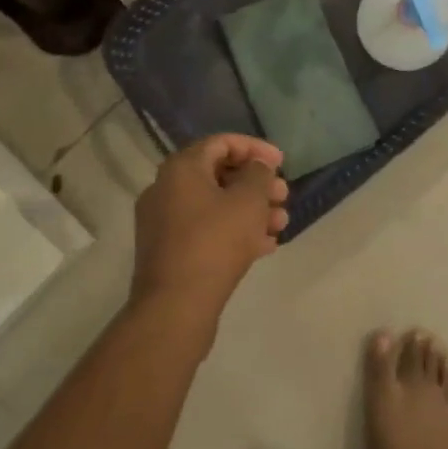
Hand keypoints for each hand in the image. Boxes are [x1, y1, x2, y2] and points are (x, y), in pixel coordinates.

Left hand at [133, 134, 288, 325]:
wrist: (176, 306)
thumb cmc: (215, 242)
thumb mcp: (248, 201)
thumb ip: (258, 174)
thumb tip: (257, 166)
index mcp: (181, 168)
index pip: (222, 143)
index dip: (255, 148)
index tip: (282, 163)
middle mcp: (166, 189)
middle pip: (219, 174)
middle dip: (256, 184)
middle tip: (284, 195)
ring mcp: (163, 222)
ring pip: (214, 205)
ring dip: (250, 209)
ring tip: (280, 224)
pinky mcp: (168, 251)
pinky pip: (205, 230)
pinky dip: (233, 231)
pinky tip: (264, 246)